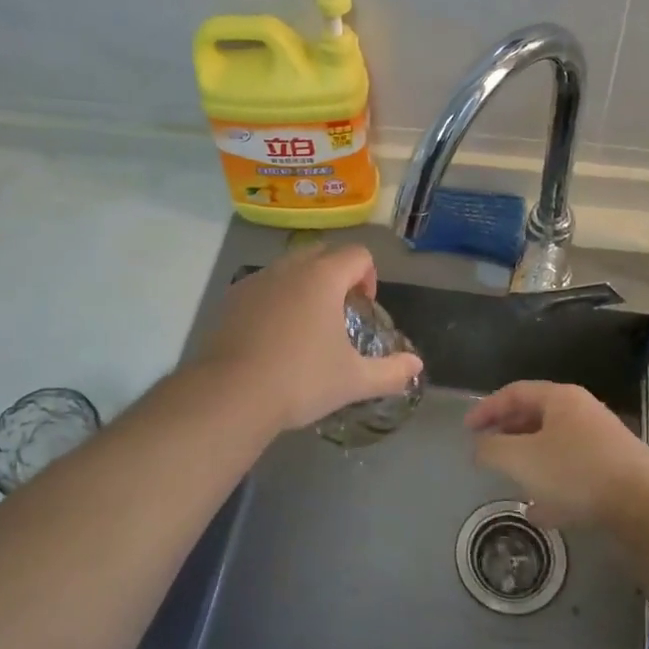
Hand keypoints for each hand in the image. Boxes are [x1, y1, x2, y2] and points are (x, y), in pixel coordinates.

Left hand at [197, 244, 421, 433]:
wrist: (231, 395)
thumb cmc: (301, 380)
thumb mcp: (354, 380)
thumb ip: (390, 371)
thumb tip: (416, 366)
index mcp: (322, 277)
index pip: (357, 254)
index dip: (369, 276)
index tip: (364, 308)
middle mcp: (288, 269)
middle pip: (322, 253)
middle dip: (337, 274)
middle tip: (340, 312)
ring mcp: (255, 281)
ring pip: (288, 267)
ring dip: (304, 284)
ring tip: (307, 324)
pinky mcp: (231, 300)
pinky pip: (263, 286)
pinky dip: (276, 299)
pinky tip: (274, 336)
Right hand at [465, 381, 648, 529]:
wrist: (647, 506)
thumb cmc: (576, 471)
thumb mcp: (521, 459)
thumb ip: (492, 450)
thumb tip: (479, 447)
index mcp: (560, 399)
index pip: (515, 392)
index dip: (487, 408)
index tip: (467, 429)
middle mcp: (582, 414)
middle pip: (536, 417)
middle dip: (508, 434)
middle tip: (487, 450)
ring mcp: (602, 444)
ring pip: (555, 447)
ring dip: (530, 462)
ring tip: (510, 481)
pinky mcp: (615, 474)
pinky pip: (573, 474)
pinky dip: (552, 487)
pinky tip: (540, 513)